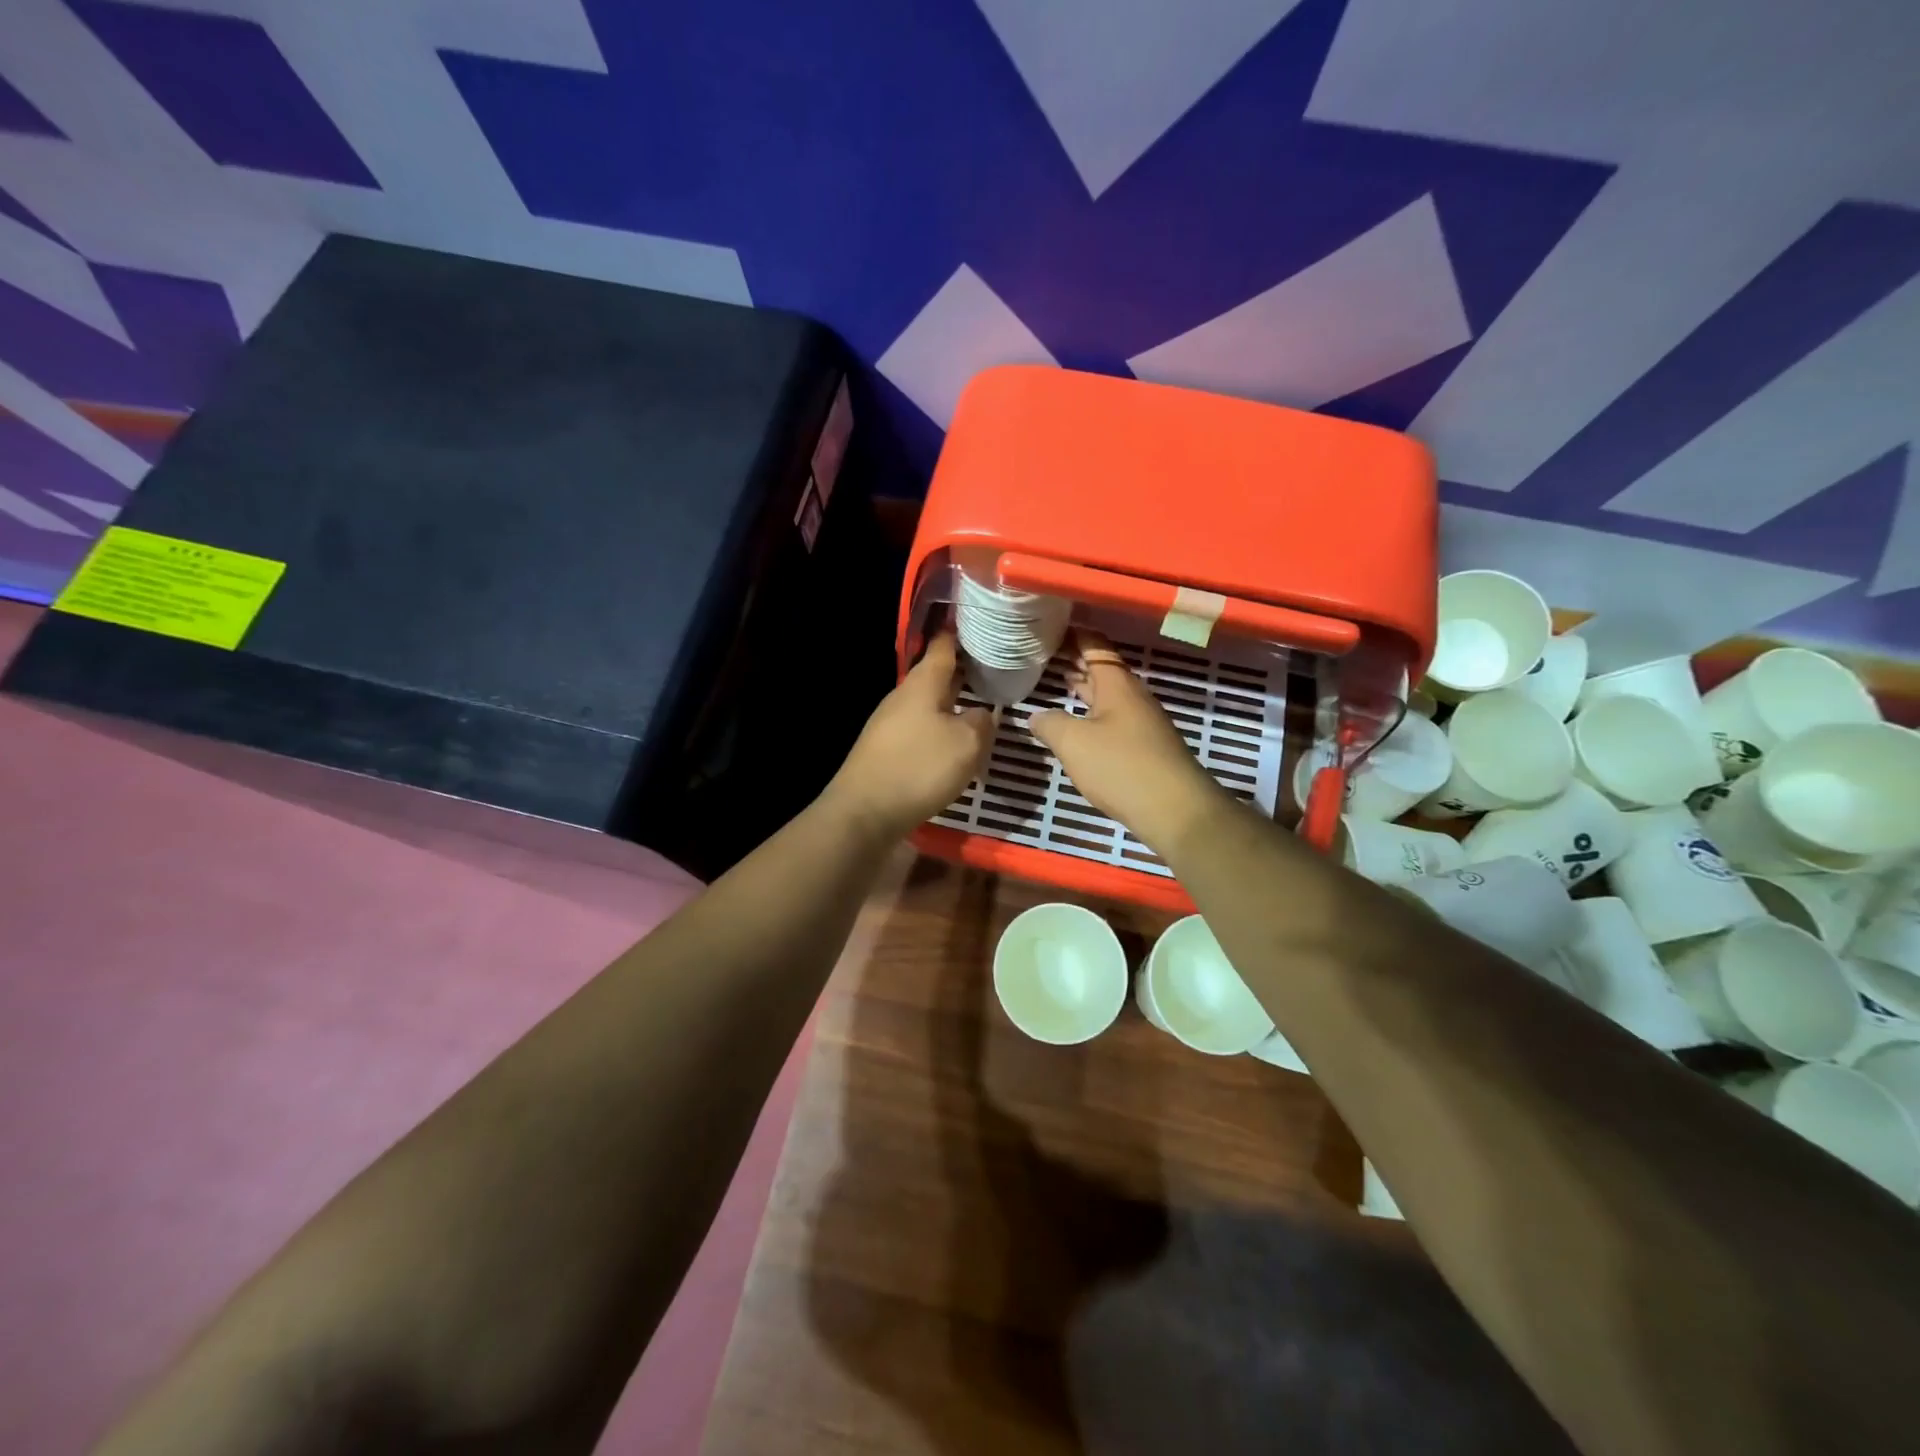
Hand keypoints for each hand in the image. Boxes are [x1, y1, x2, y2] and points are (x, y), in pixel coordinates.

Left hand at [822, 633, 993, 842]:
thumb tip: (985, 713)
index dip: (961, 633)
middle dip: (962, 673)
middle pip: (935, 677)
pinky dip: (939, 730)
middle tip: (994, 670)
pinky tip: (954, 745)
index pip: (943, 647)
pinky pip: (919, 731)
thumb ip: (983, 722)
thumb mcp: (966, 744)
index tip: (980, 623)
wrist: (864, 813)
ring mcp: (889, 725)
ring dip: (952, 704)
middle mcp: (902, 698)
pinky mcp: (885, 751)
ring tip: (980, 708)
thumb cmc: (918, 768)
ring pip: (928, 705)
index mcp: (922, 684)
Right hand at [1030, 630, 1232, 854]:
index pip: (1095, 646)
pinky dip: (1093, 713)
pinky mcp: (1145, 747)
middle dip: (1076, 660)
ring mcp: (1142, 722)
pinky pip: (1113, 719)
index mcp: (1117, 684)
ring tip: (1058, 682)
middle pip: (1102, 670)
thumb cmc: (1120, 766)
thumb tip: (1035, 716)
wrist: (1175, 810)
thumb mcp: (1073, 743)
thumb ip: (1049, 724)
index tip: (1050, 625)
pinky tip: (1078, 726)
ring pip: (1108, 696)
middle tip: (1045, 653)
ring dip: (1085, 688)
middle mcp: (1132, 697)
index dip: (1074, 634)